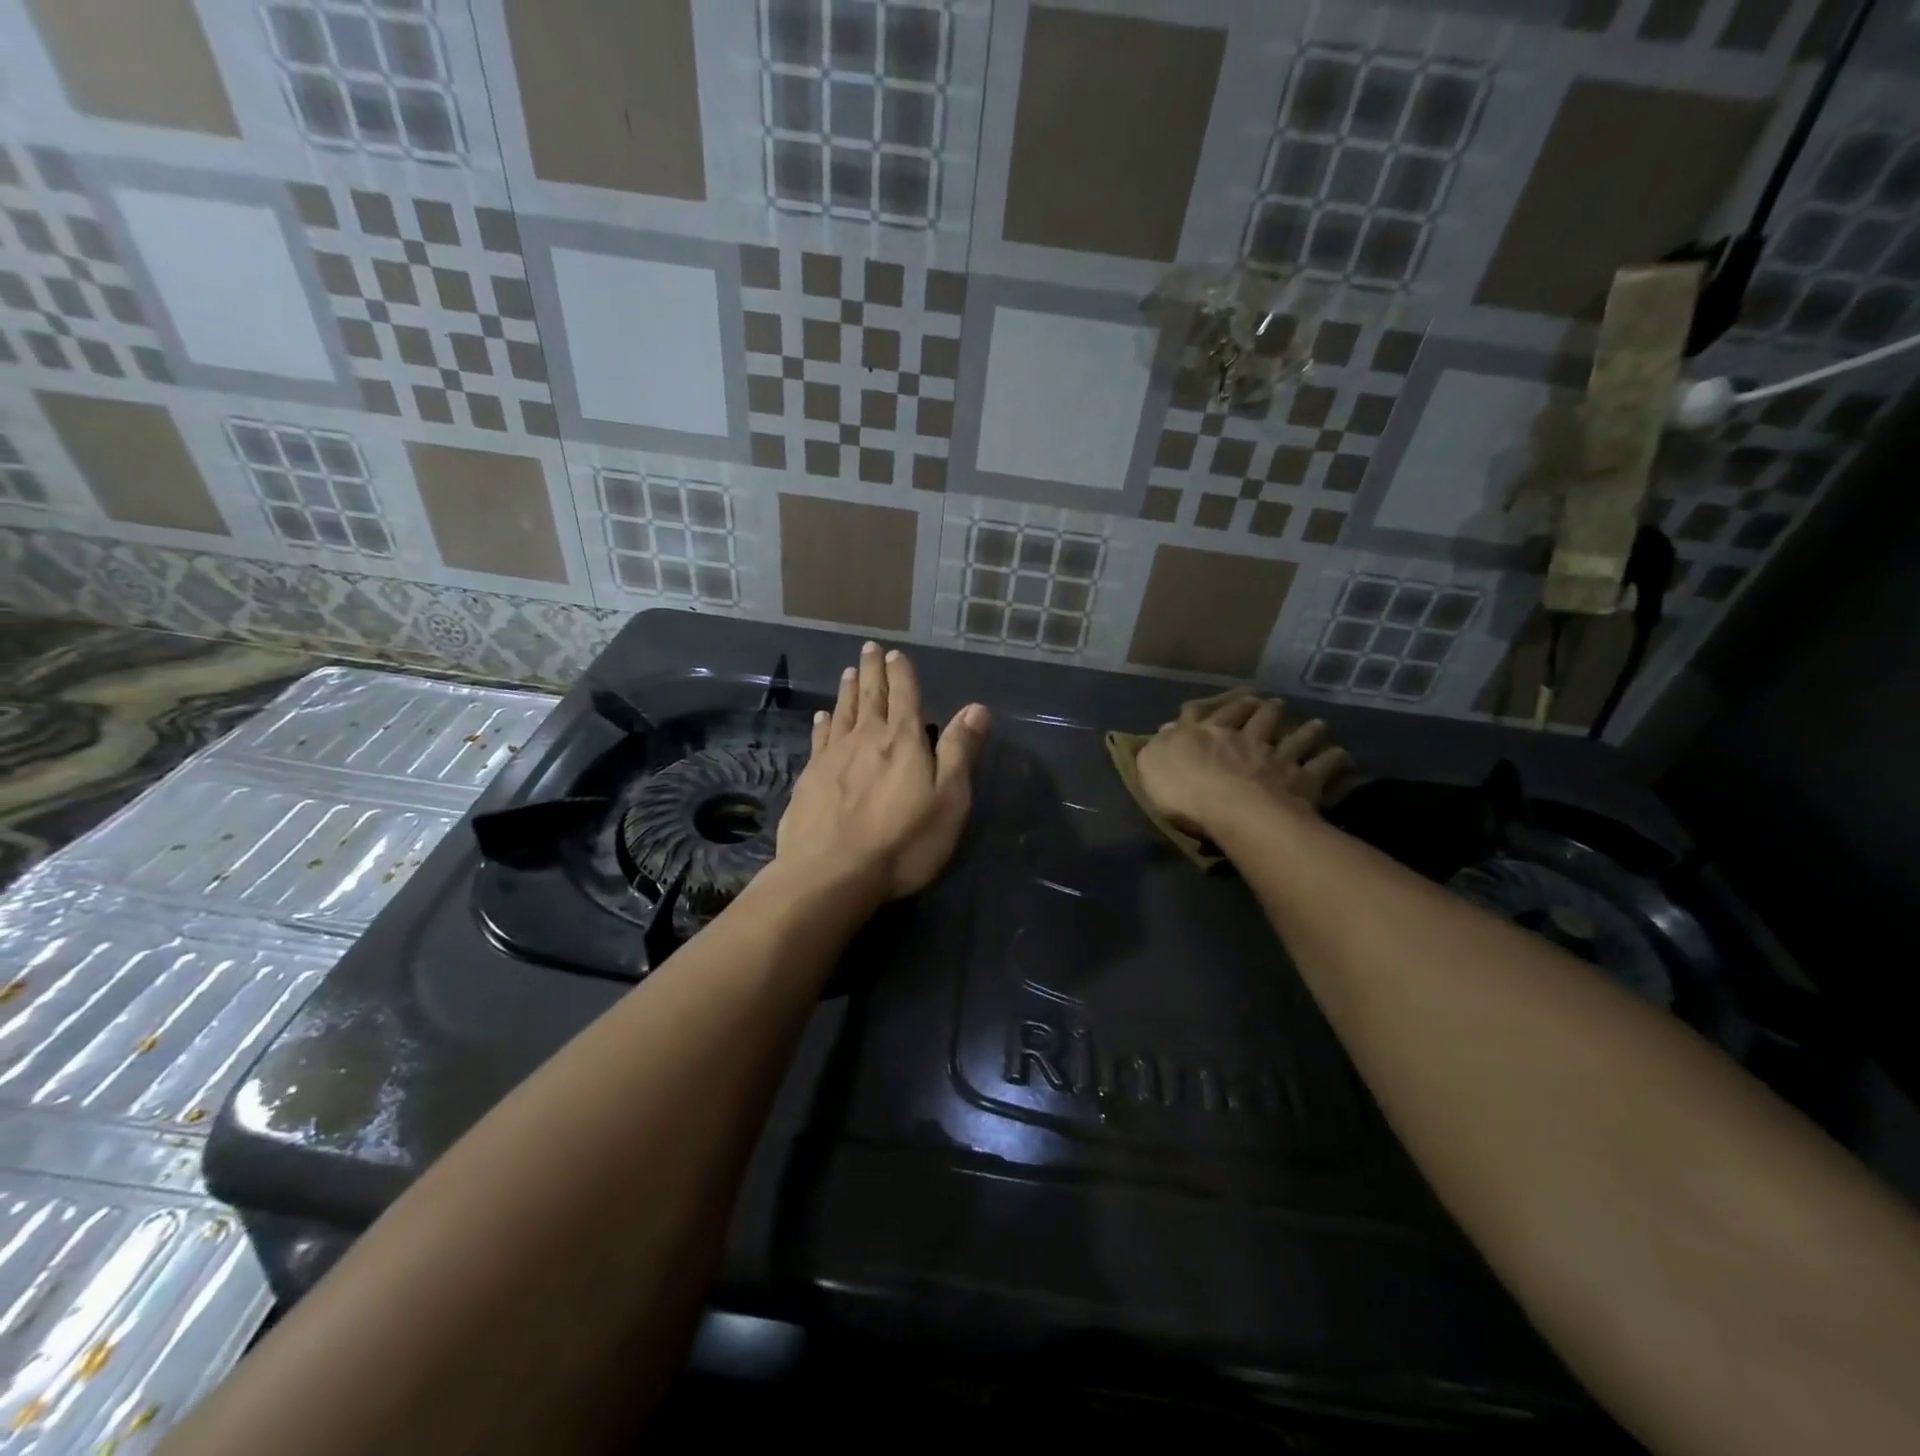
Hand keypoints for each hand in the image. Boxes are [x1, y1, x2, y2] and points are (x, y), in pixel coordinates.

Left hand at [776, 642, 989, 901]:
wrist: (832, 874)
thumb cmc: (903, 842)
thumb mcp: (948, 800)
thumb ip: (959, 752)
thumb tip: (976, 708)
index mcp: (903, 741)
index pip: (904, 696)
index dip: (901, 674)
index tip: (895, 654)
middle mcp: (866, 738)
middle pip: (870, 696)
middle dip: (872, 671)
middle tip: (869, 648)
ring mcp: (833, 757)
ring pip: (842, 712)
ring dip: (847, 690)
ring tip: (848, 672)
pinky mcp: (810, 778)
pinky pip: (819, 739)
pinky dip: (822, 723)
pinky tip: (821, 716)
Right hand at [1135, 690, 1350, 840]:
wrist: (1231, 809)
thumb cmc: (1184, 788)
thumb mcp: (1153, 761)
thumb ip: (1161, 743)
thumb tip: (1169, 727)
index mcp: (1210, 734)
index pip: (1220, 715)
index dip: (1231, 707)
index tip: (1242, 699)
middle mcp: (1247, 740)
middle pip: (1262, 720)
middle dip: (1270, 711)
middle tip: (1279, 705)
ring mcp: (1278, 759)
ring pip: (1296, 739)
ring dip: (1307, 730)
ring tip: (1318, 724)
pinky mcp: (1302, 782)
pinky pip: (1322, 767)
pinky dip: (1333, 760)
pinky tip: (1342, 755)